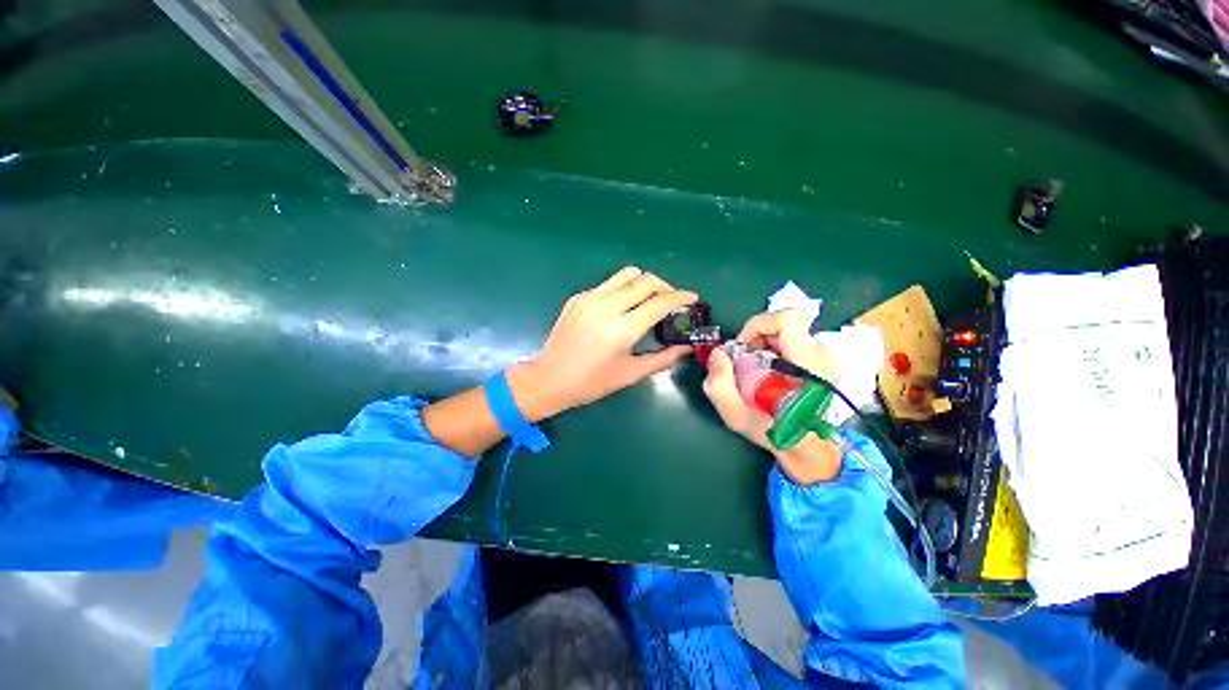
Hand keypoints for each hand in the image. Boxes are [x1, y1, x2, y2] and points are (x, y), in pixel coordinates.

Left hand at [507, 266, 697, 420]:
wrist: (549, 379)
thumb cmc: (591, 383)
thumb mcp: (630, 373)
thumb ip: (662, 358)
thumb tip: (686, 347)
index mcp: (621, 330)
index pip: (659, 302)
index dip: (681, 297)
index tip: (692, 298)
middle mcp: (606, 307)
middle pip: (646, 280)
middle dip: (666, 287)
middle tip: (672, 301)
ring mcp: (590, 298)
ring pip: (628, 274)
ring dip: (645, 283)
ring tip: (650, 299)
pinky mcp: (578, 297)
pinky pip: (609, 284)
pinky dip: (624, 289)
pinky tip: (623, 307)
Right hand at [702, 311, 840, 483]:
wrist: (807, 447)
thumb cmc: (775, 433)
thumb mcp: (737, 416)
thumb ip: (719, 386)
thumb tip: (718, 354)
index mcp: (806, 365)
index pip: (788, 320)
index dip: (759, 325)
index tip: (743, 346)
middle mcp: (819, 355)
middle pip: (782, 325)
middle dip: (755, 337)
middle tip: (742, 360)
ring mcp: (821, 356)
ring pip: (784, 332)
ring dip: (762, 344)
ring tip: (752, 369)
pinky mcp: (818, 359)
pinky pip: (790, 341)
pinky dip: (771, 349)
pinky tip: (764, 371)